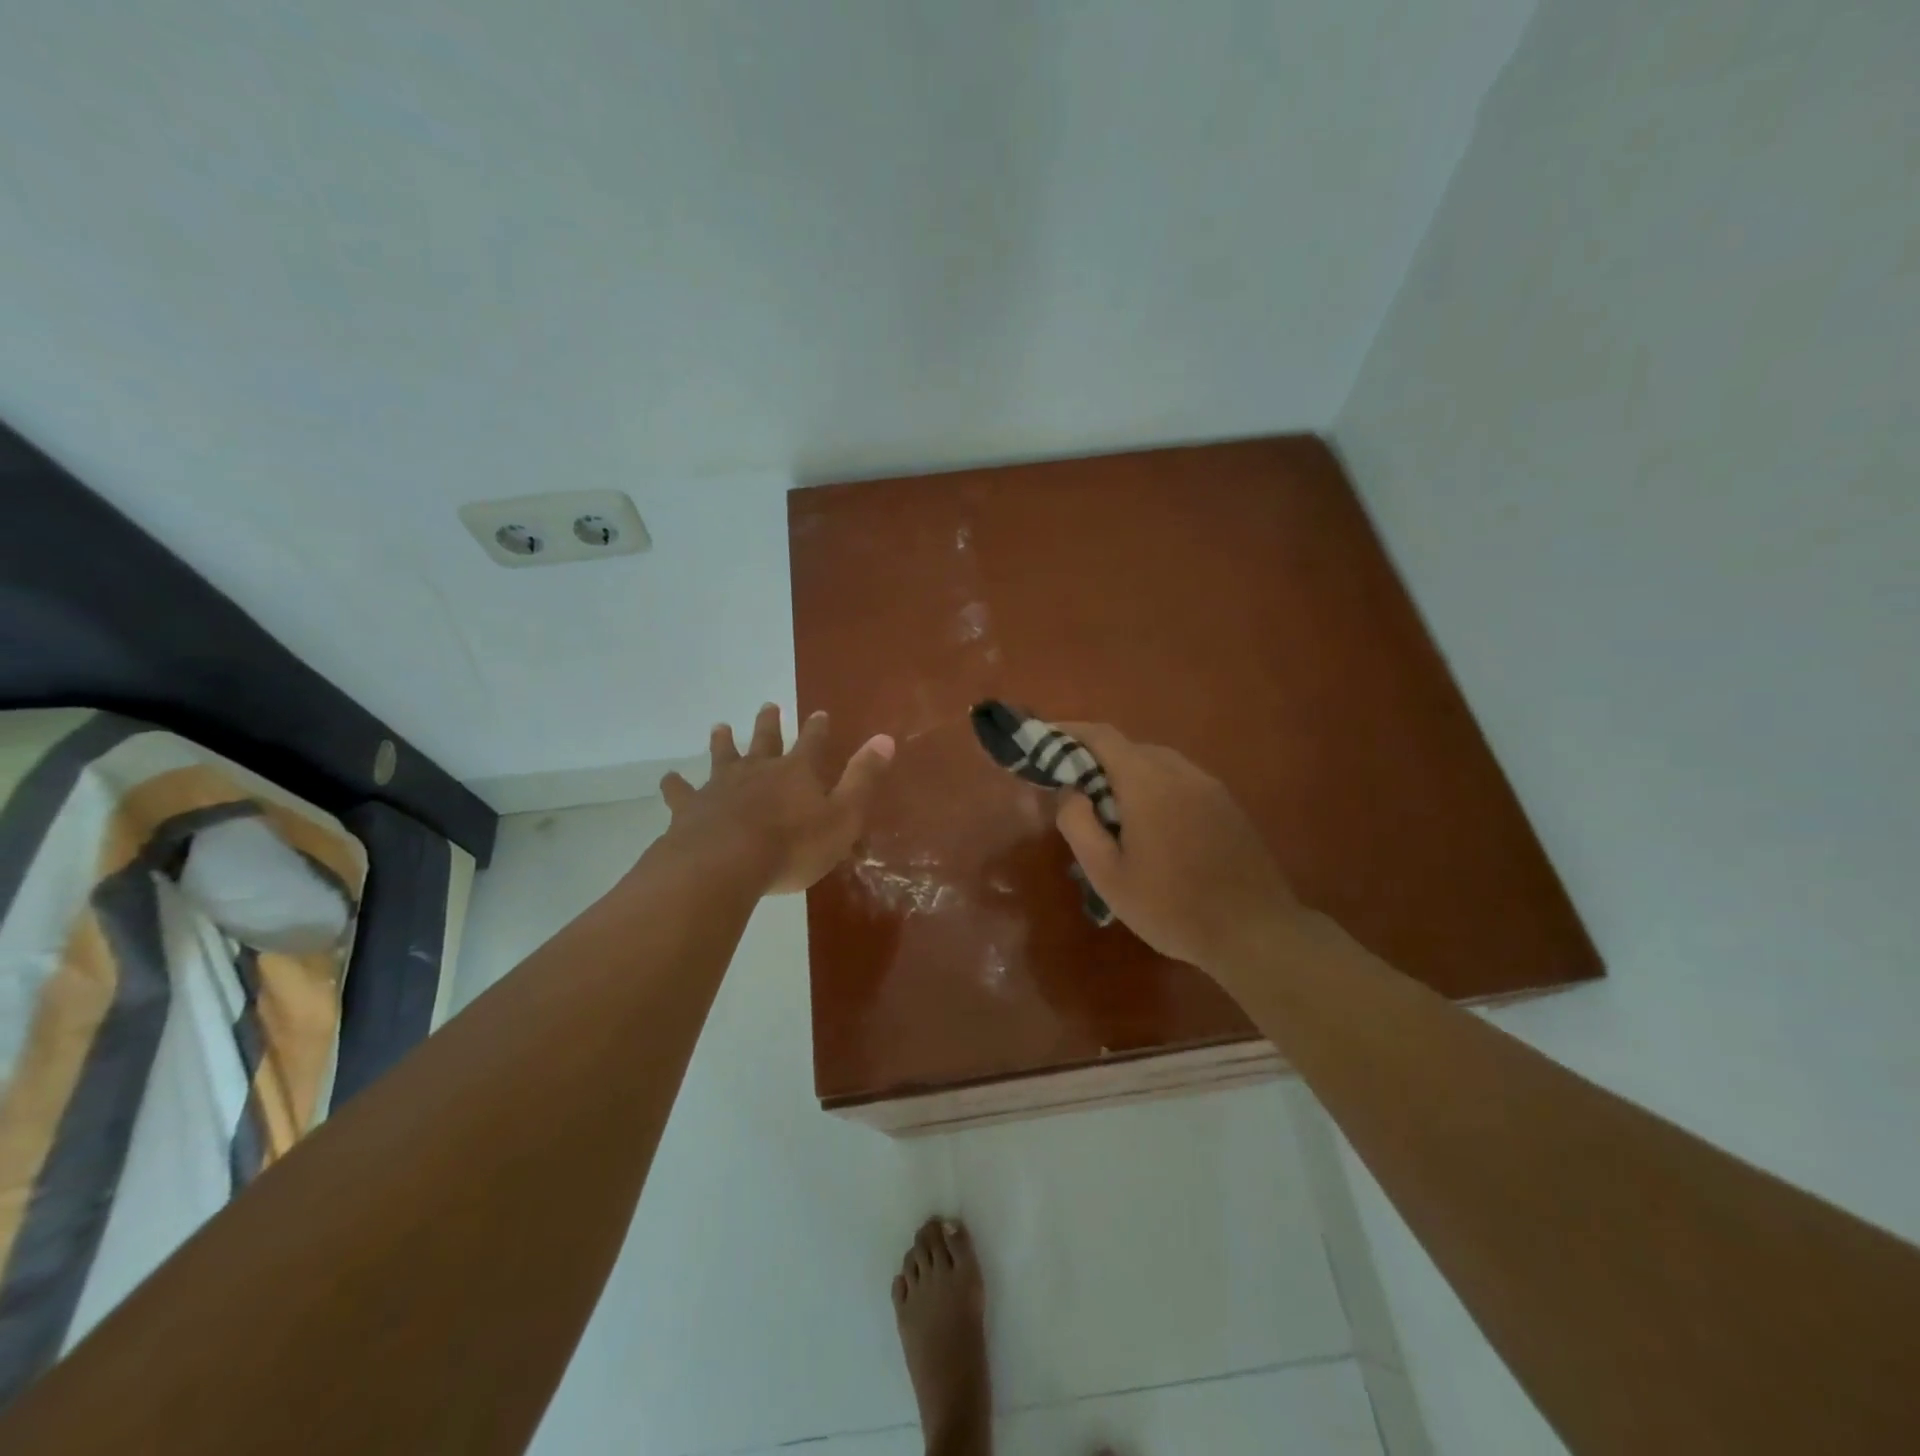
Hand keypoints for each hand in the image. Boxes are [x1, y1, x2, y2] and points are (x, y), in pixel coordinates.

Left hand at [660, 705, 894, 893]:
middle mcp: (758, 770)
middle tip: (768, 705)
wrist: (726, 863)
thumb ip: (863, 778)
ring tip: (720, 727)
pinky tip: (668, 779)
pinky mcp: (692, 808)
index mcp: (797, 772)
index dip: (817, 728)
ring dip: (723, 742)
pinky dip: (676, 785)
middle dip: (769, 723)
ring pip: (722, 757)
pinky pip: (681, 792)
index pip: (811, 742)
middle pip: (764, 740)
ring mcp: (721, 787)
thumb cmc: (793, 845)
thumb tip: (885, 738)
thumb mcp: (843, 816)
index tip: (819, 713)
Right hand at [1053, 723, 1302, 977]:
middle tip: (1073, 789)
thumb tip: (1070, 791)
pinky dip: (1154, 787)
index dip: (1070, 732)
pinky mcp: (1227, 805)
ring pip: (1157, 763)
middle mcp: (1180, 771)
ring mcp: (1209, 786)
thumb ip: (1079, 824)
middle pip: (1130, 748)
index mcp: (1147, 782)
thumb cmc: (1171, 906)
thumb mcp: (1107, 875)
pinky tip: (1151, 827)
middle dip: (1096, 759)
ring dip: (1127, 774)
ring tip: (1110, 811)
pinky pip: (1180, 781)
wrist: (1255, 931)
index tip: (1045, 739)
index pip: (1102, 736)